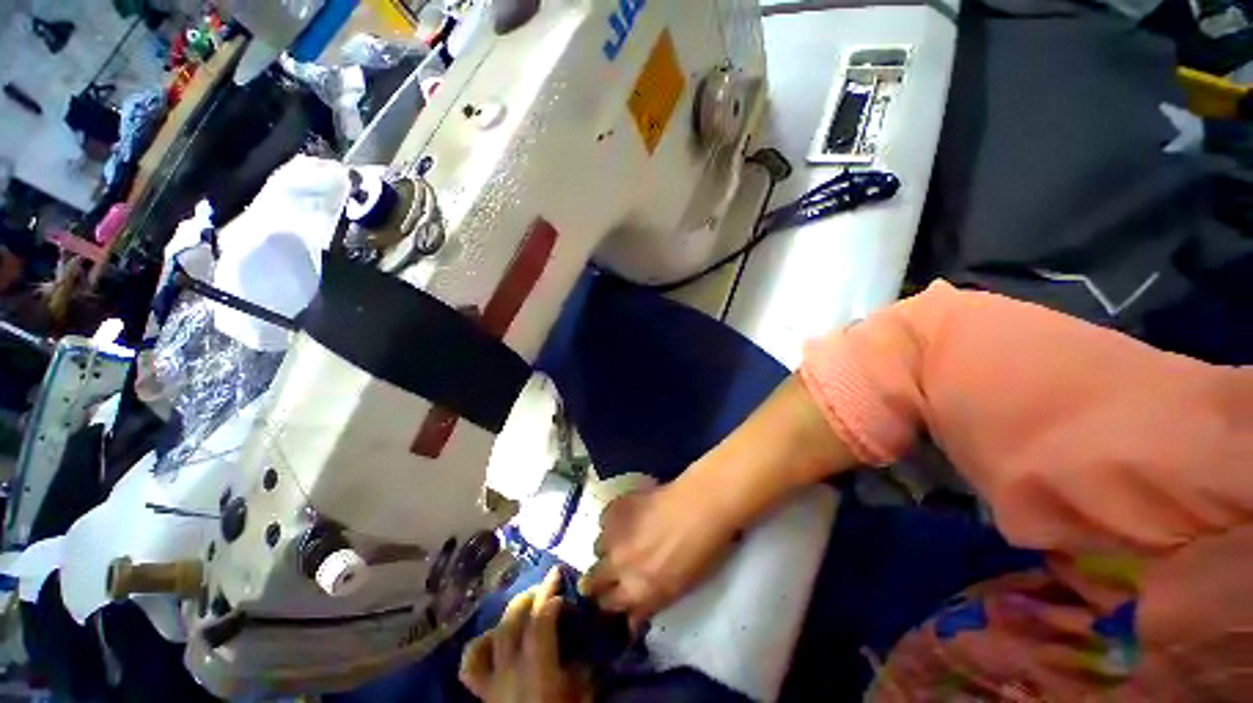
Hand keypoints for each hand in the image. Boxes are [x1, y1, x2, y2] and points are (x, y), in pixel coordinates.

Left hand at [460, 567, 591, 702]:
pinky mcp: (482, 693)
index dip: (550, 597)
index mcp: (536, 671)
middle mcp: (510, 669)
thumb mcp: (580, 699)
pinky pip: (471, 664)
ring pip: (493, 633)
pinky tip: (494, 637)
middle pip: (513, 620)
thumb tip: (583, 650)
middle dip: (531, 594)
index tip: (562, 583)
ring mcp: (492, 681)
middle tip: (547, 583)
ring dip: (510, 612)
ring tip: (525, 602)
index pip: (539, 622)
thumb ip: (582, 672)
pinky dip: (480, 644)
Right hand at [580, 482, 739, 628]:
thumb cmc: (701, 551)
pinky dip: (612, 522)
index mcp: (636, 591)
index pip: (608, 606)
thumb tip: (633, 617)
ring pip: (597, 548)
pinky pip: (604, 520)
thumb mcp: (679, 589)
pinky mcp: (616, 508)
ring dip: (608, 549)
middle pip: (593, 580)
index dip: (611, 603)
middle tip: (613, 573)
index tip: (617, 598)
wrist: (701, 505)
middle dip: (600, 581)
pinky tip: (625, 518)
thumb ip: (650, 603)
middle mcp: (619, 566)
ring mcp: (615, 535)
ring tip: (622, 541)